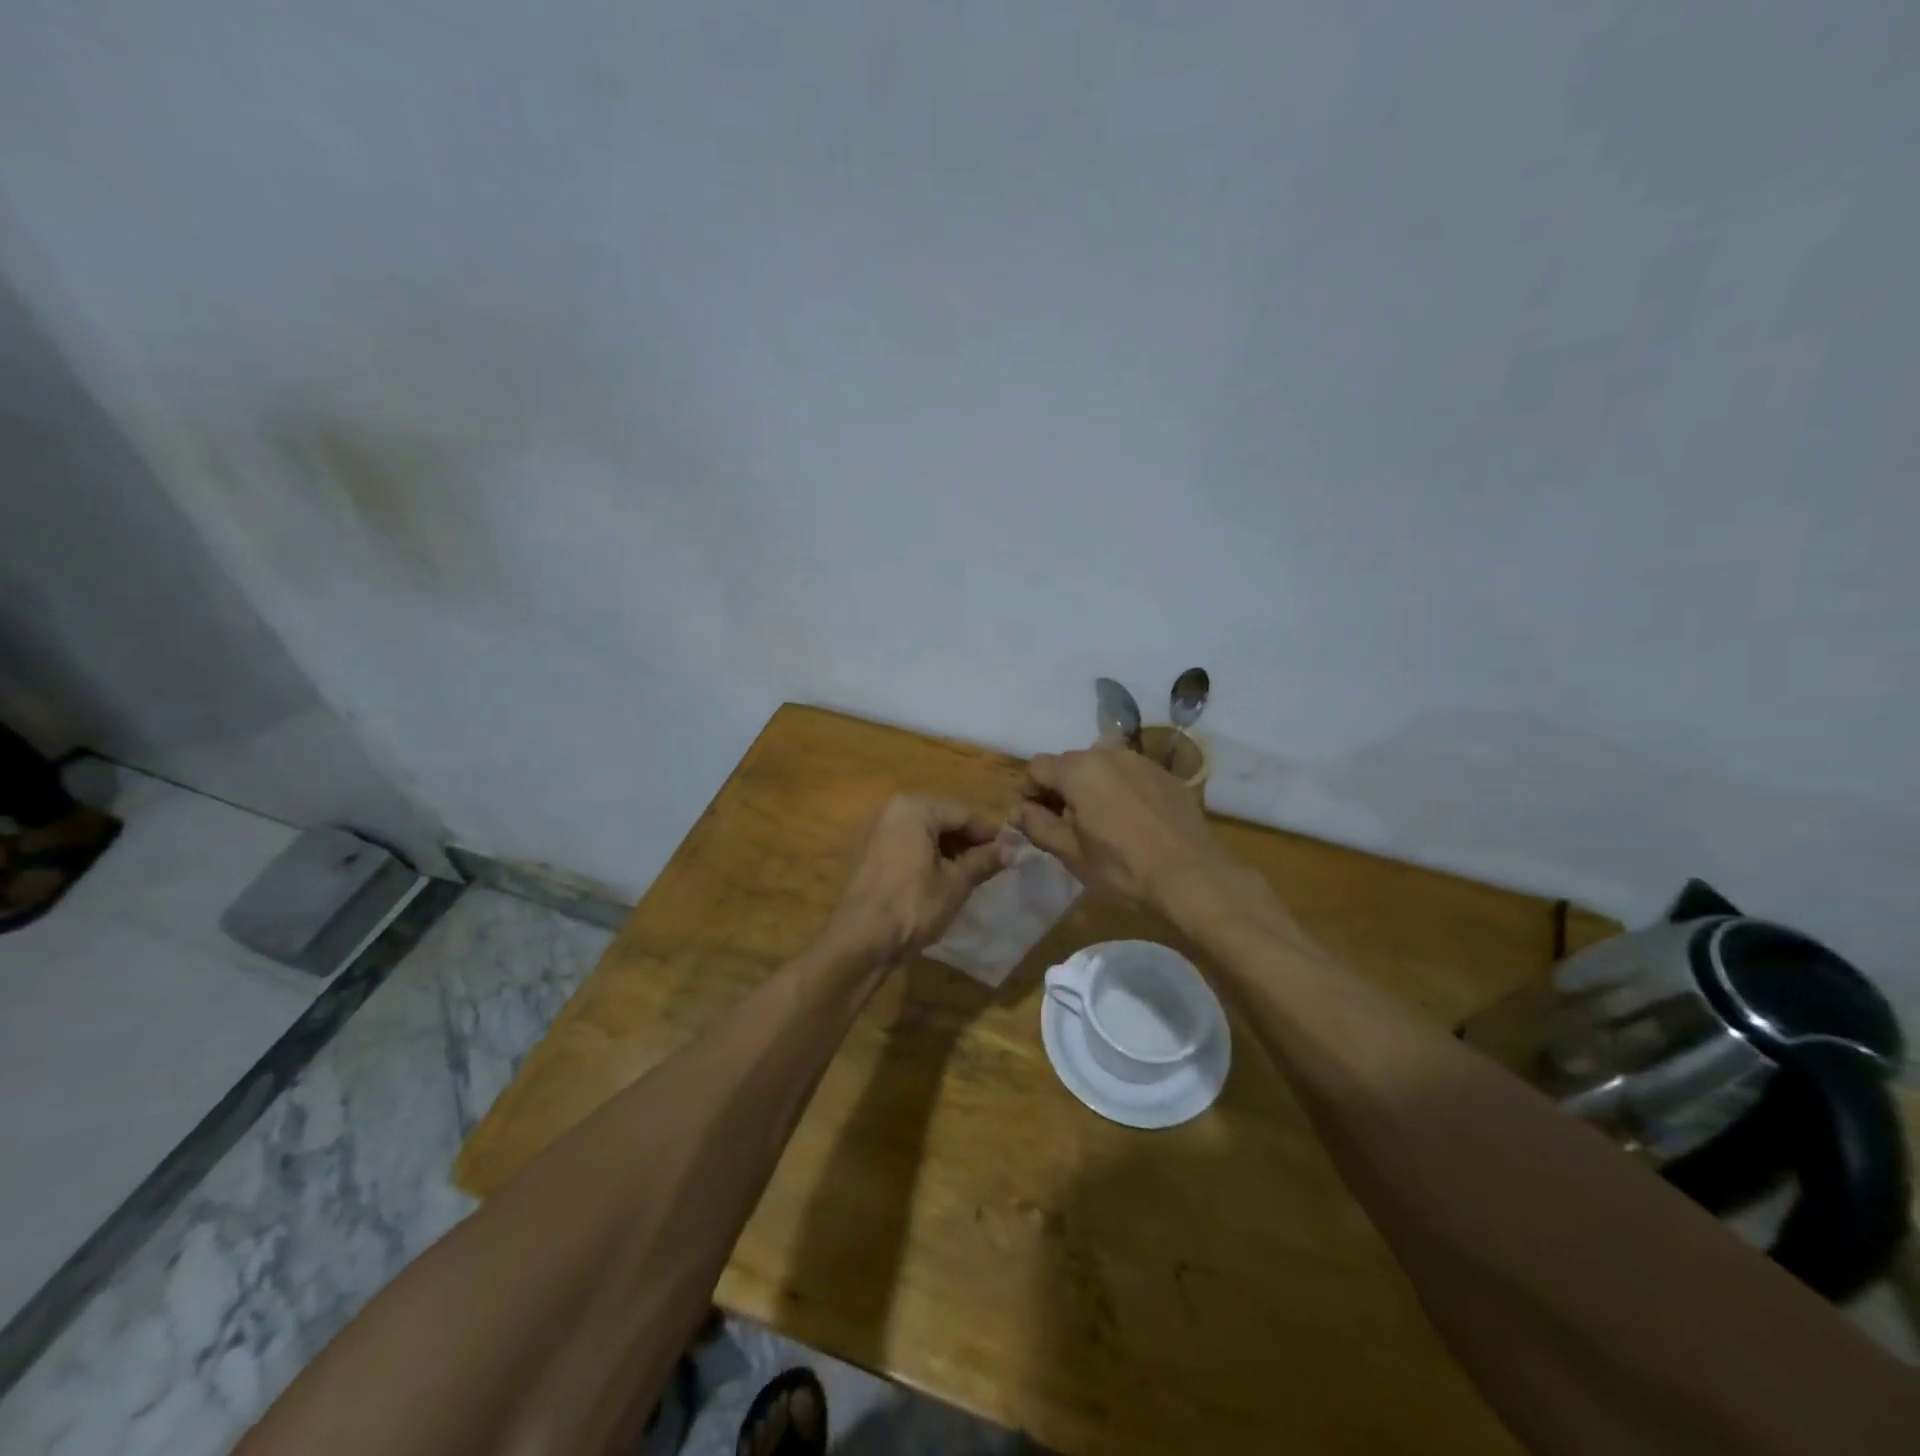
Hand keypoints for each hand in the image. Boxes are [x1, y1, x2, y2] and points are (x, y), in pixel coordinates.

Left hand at [819, 796, 1011, 963]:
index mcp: (913, 809)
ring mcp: (874, 832)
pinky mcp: (866, 854)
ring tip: (968, 875)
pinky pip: (904, 846)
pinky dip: (924, 857)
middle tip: (989, 865)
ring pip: (922, 833)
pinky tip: (939, 880)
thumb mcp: (956, 883)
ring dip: (946, 850)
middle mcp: (890, 810)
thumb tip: (1011, 848)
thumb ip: (983, 861)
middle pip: (940, 820)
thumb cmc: (913, 905)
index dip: (987, 833)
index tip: (1007, 852)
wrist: (860, 939)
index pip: (962, 814)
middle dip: (965, 842)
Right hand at [1010, 747, 1234, 911]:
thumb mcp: (1071, 853)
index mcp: (1079, 770)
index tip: (1032, 820)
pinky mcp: (1167, 776)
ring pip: (1101, 768)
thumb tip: (1019, 811)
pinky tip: (1130, 823)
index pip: (1037, 767)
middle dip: (1058, 790)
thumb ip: (1038, 825)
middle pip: (1069, 764)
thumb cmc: (1122, 869)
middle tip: (1062, 826)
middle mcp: (1109, 754)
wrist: (1192, 878)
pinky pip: (1130, 776)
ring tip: (1097, 824)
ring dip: (1090, 789)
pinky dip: (1120, 792)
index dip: (1028, 792)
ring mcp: (1142, 762)